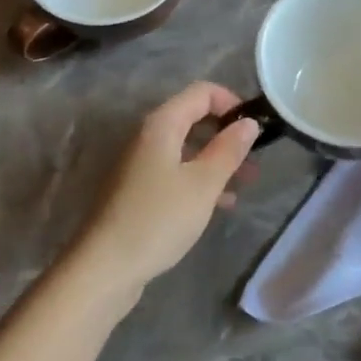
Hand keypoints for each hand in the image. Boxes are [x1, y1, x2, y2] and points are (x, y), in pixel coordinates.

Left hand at [58, 83, 260, 314]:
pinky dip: (200, 179)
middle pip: (194, 119)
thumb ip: (228, 150)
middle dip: (227, 134)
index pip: (202, 93)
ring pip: (187, 149)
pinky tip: (221, 203)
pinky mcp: (138, 191)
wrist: (106, 267)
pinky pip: (176, 172)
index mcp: (161, 125)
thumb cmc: (158, 219)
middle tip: (255, 159)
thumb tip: (248, 123)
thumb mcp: (203, 184)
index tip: (255, 129)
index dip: (232, 103)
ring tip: (246, 182)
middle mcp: (148, 137)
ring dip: (217, 160)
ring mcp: (140, 164)